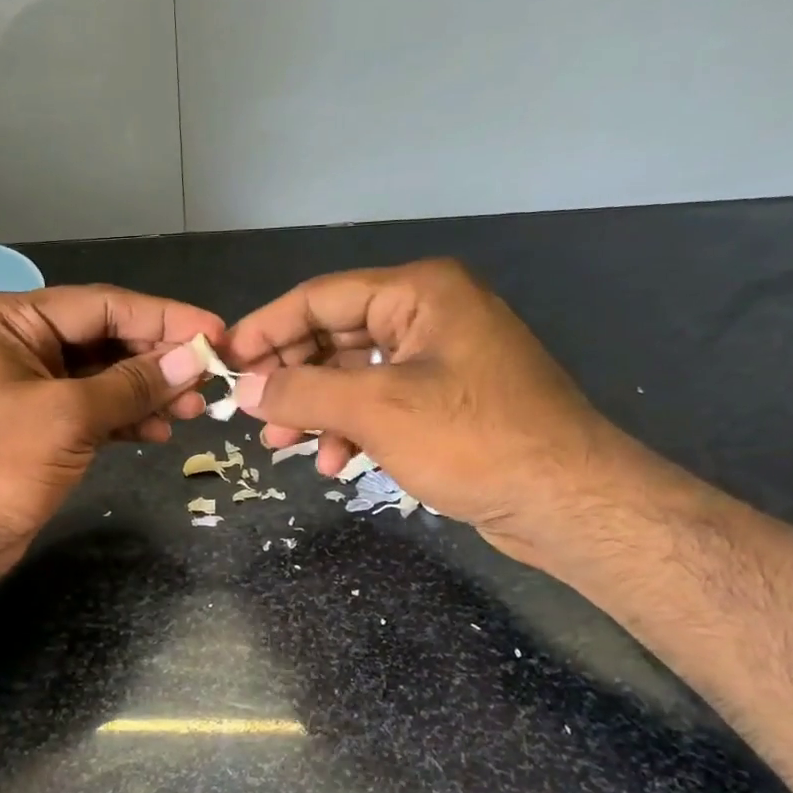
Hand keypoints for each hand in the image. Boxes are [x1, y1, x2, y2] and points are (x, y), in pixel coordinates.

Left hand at [0, 284, 223, 582]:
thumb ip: (133, 384)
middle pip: (106, 339)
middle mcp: (21, 343)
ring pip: (104, 378)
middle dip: (158, 360)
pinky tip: (160, 432)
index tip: (216, 333)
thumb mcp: (68, 416)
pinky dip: (127, 420)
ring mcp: (30, 388)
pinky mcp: (40, 428)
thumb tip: (194, 359)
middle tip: (210, 379)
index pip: (103, 305)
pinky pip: (94, 411)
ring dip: (149, 392)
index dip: (164, 318)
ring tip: (194, 410)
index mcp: (12, 319)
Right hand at [224, 260, 620, 564]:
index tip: (225, 360)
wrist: (567, 500)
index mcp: (418, 293)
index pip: (320, 298)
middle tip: (251, 412)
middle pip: (334, 335)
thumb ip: (303, 392)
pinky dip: (350, 428)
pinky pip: (378, 402)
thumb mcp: (376, 410)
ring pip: (352, 374)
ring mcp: (438, 359)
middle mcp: (428, 314)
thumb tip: (247, 389)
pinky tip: (333, 462)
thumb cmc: (472, 439)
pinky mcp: (444, 400)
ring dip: (315, 410)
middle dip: (291, 377)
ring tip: (281, 447)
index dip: (266, 328)